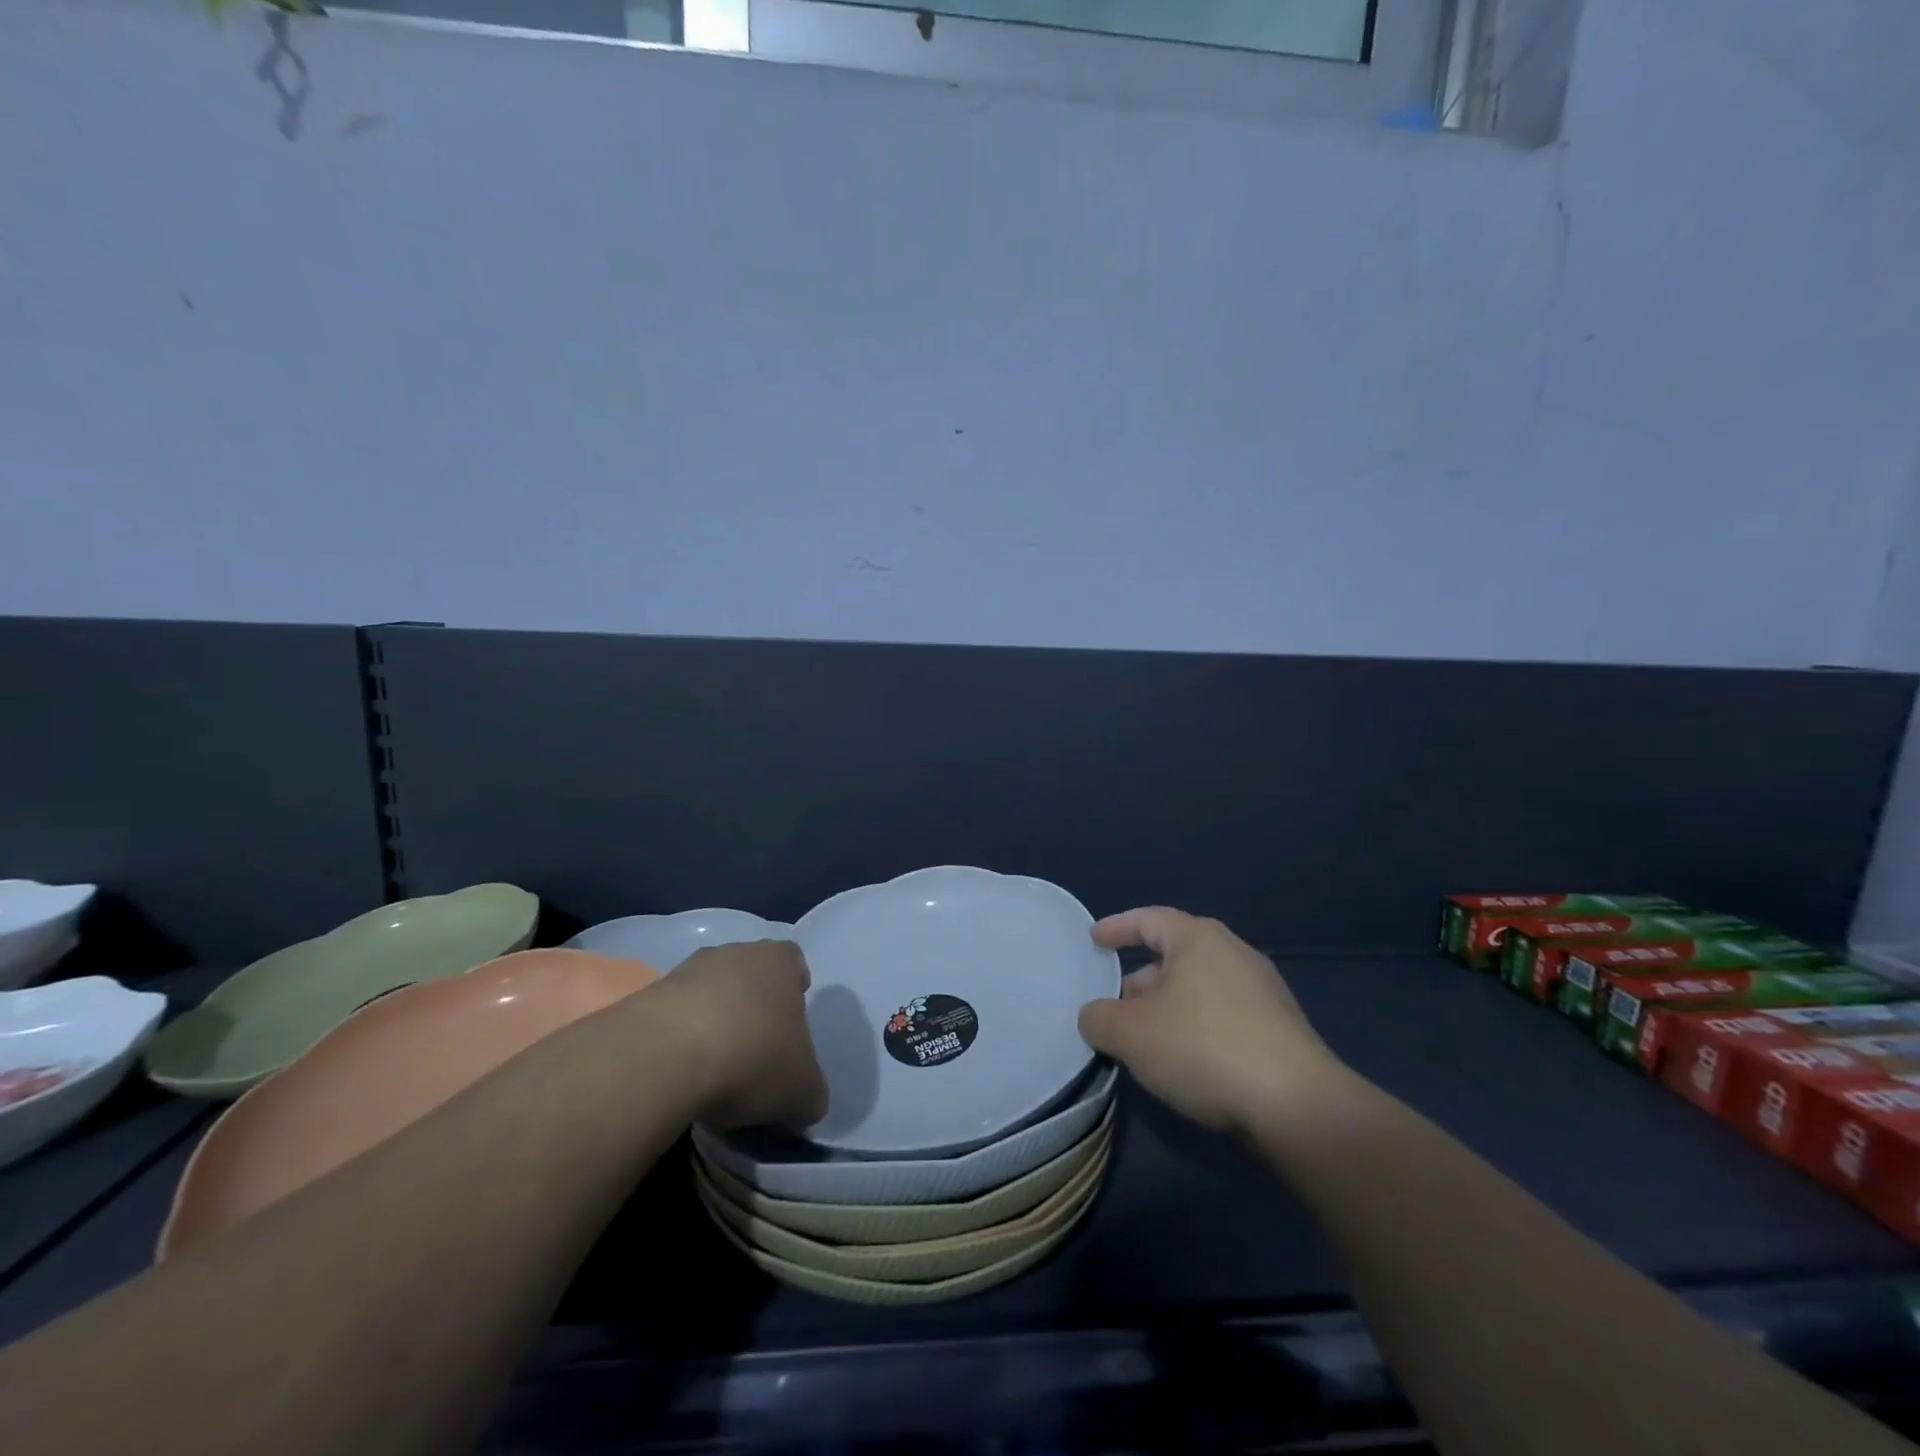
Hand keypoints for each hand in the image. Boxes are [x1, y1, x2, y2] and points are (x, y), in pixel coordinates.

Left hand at [650, 940, 828, 1129]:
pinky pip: (672, 1017)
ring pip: (708, 993)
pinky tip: (679, 1076)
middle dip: (751, 1007)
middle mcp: (734, 953)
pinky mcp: (646, 997)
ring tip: (713, 1069)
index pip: (793, 961)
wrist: (666, 1057)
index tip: (790, 1022)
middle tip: (755, 1050)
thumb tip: (806, 1103)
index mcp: (778, 961)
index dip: (795, 987)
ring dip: (711, 1022)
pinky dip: (677, 1041)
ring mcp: (686, 971)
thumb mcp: (802, 1090)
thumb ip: (810, 1093)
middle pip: (749, 974)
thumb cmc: (754, 1057)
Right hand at [1078, 907, 1346, 1136]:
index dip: (1116, 928)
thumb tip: (1095, 1016)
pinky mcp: (1280, 1029)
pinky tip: (1185, 1063)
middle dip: (1141, 979)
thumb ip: (1099, 1018)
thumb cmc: (1203, 1048)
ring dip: (1168, 1009)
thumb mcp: (1130, 1034)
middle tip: (1114, 1006)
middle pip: (1174, 956)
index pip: (1148, 919)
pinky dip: (1196, 1029)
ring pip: (1199, 989)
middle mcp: (1233, 953)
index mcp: (1198, 939)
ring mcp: (1263, 991)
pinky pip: (1223, 1016)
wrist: (1297, 1106)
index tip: (1094, 940)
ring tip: (1144, 1041)